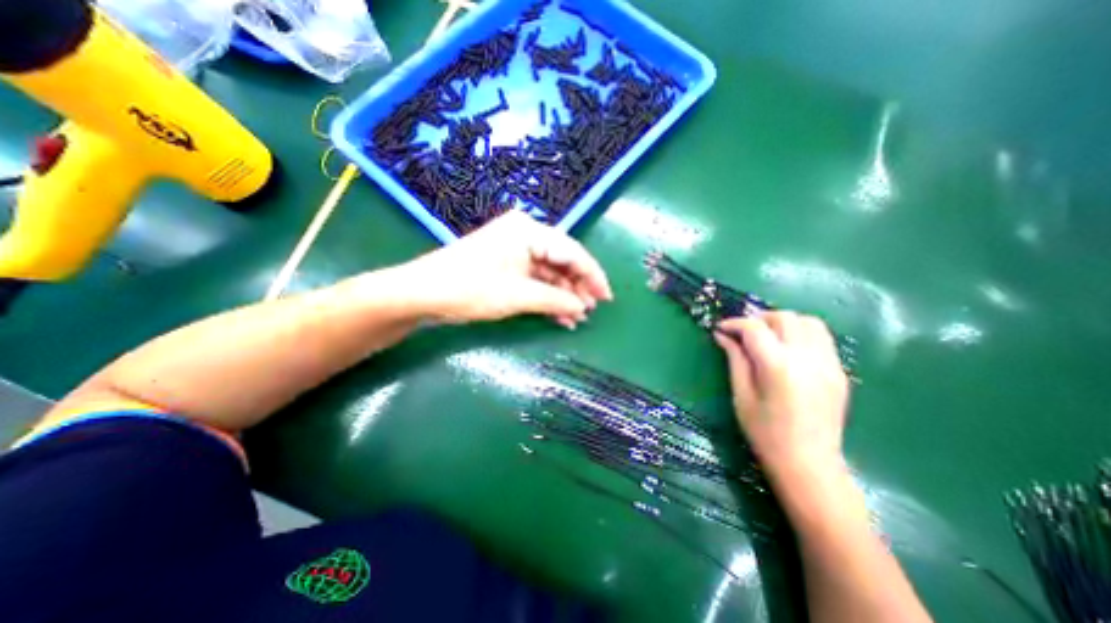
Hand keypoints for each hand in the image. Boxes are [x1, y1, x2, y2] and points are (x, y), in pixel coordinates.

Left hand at [401, 212, 611, 326]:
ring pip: (550, 273)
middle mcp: (525, 235)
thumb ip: (555, 300)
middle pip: (562, 261)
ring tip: (576, 318)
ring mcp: (515, 251)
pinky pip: (536, 280)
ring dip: (563, 295)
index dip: (592, 275)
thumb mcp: (518, 295)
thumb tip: (583, 308)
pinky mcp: (507, 266)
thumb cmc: (470, 288)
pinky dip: (548, 297)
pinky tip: (560, 316)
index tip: (607, 298)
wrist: (423, 293)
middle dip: (578, 287)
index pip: (571, 251)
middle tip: (590, 311)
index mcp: (528, 231)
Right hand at [717, 311, 847, 480]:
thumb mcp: (741, 395)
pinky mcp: (840, 371)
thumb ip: (735, 359)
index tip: (721, 328)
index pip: (755, 328)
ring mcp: (829, 364)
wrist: (809, 464)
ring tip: (766, 335)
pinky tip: (787, 348)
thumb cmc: (765, 433)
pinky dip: (801, 333)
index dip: (735, 323)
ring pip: (809, 322)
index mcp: (779, 367)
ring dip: (784, 322)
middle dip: (759, 318)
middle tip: (742, 331)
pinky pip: (821, 338)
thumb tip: (722, 335)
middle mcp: (808, 358)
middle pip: (785, 318)